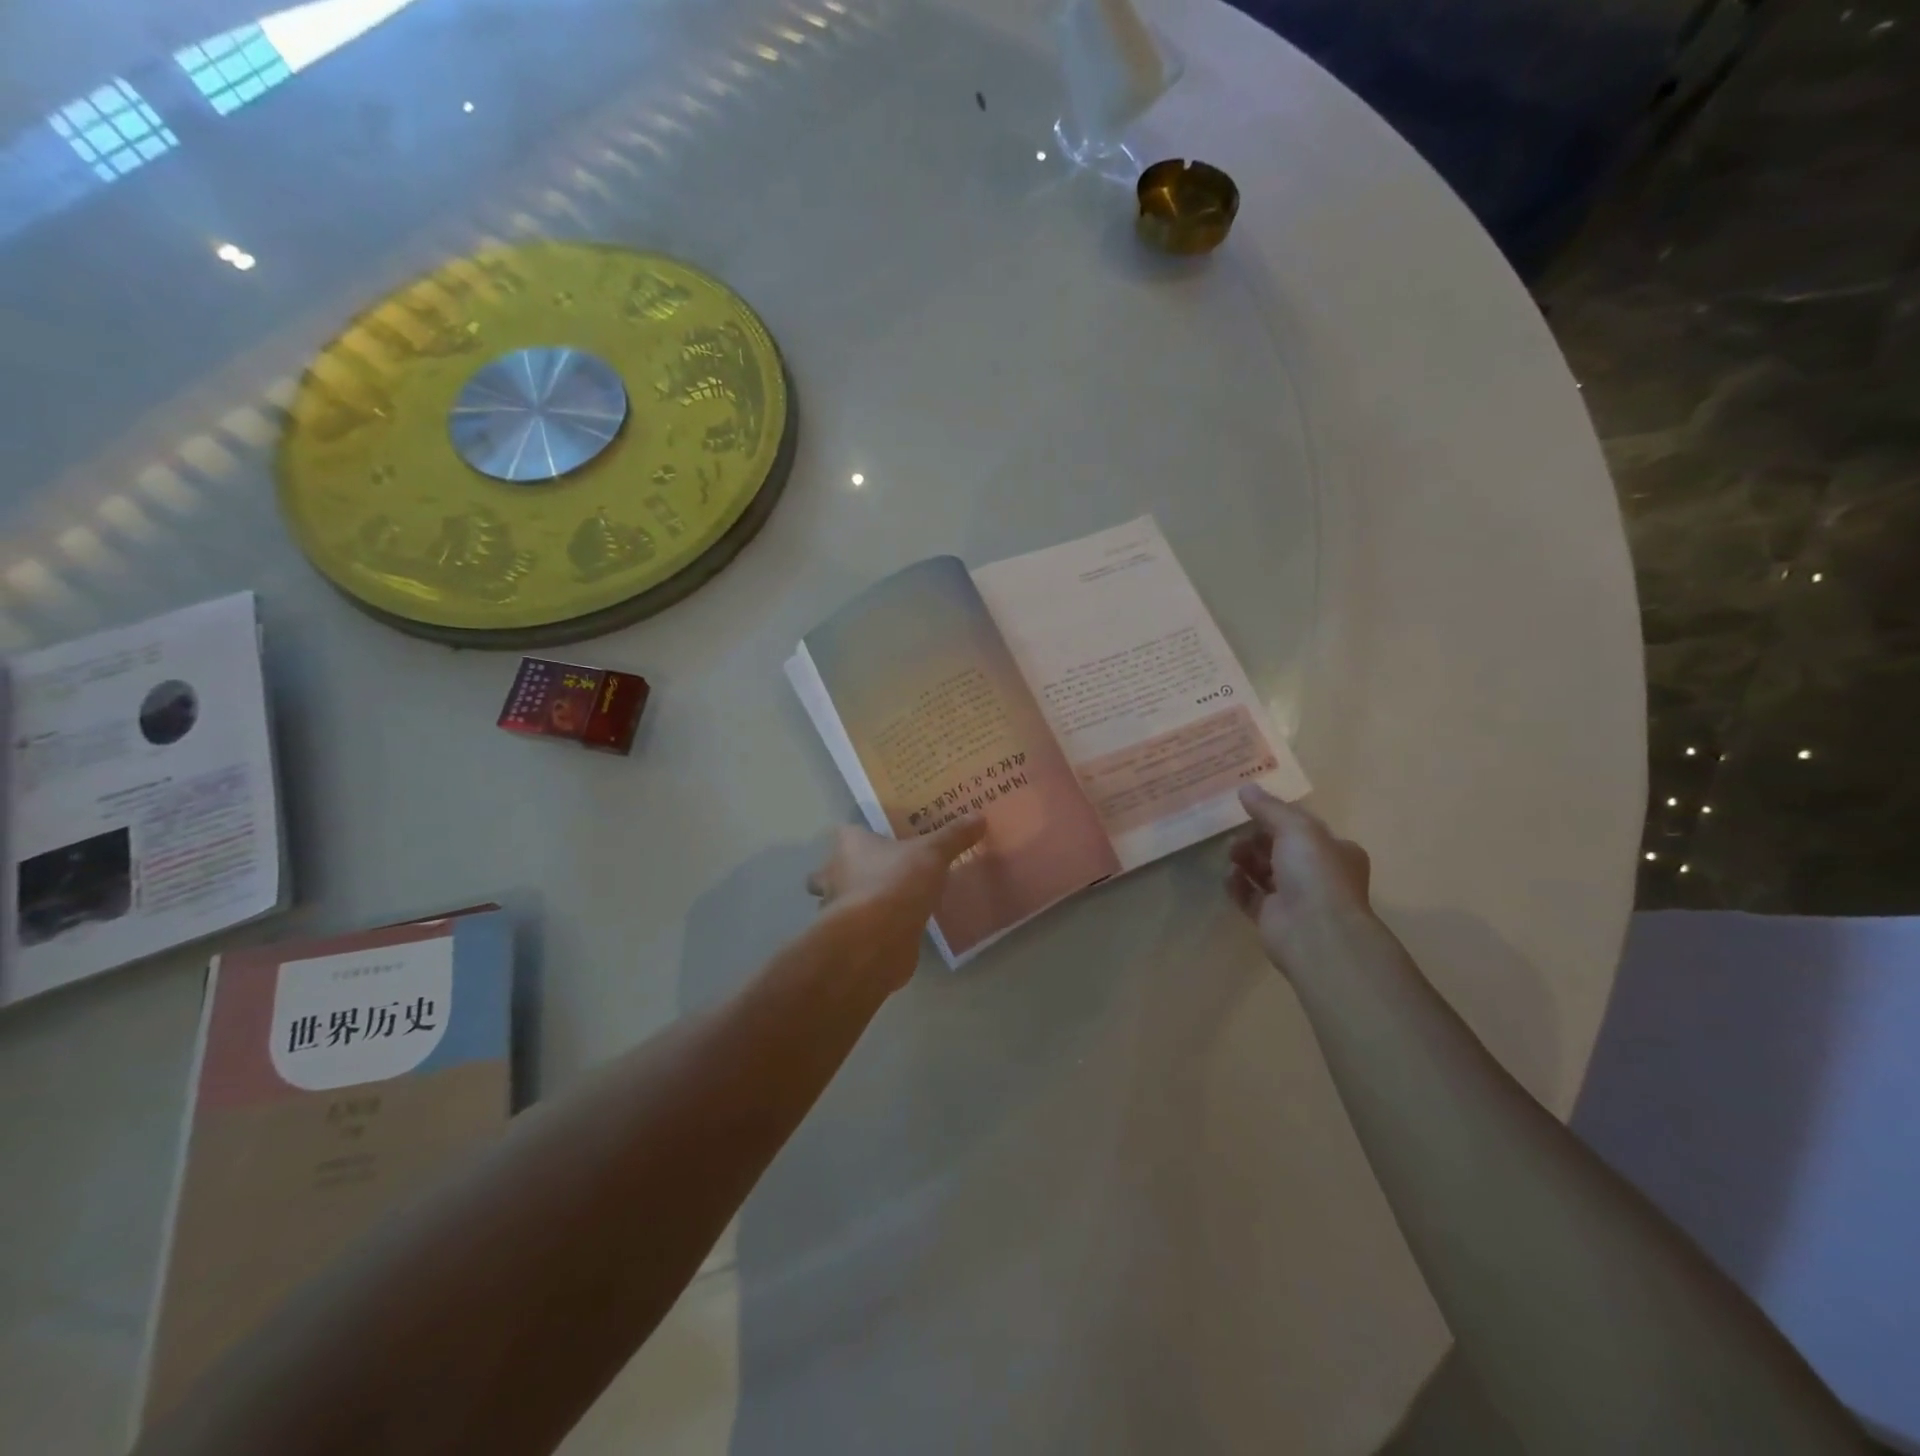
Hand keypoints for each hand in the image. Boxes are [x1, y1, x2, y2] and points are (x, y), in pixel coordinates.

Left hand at [806, 817, 986, 991]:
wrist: (875, 941)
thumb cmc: (895, 883)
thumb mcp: (932, 853)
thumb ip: (953, 836)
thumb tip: (979, 816)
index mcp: (848, 845)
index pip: (849, 832)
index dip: (863, 834)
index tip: (886, 838)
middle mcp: (833, 874)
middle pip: (835, 868)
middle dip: (851, 872)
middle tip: (885, 871)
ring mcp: (837, 909)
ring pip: (844, 900)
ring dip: (861, 901)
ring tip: (894, 901)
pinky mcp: (848, 940)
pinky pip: (861, 928)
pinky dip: (874, 929)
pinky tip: (898, 929)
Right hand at [1225, 786, 1374, 974]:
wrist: (1315, 933)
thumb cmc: (1315, 873)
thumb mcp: (1296, 828)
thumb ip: (1269, 808)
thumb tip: (1246, 787)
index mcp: (1335, 851)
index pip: (1303, 829)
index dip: (1277, 818)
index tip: (1250, 810)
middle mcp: (1318, 874)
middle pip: (1280, 849)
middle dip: (1256, 839)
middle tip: (1236, 835)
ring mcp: (1295, 898)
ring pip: (1264, 872)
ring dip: (1245, 859)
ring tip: (1231, 854)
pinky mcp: (1272, 918)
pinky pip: (1250, 896)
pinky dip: (1238, 885)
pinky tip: (1229, 876)